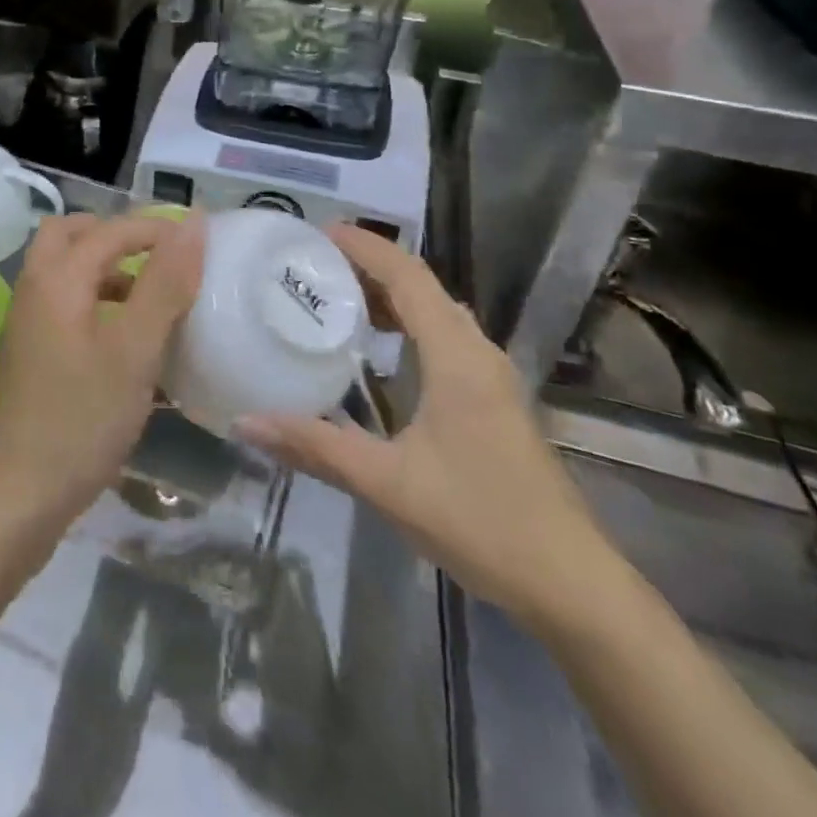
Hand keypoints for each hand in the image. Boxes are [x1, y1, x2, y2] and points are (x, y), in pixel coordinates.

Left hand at [0, 213, 203, 540]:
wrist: (9, 501)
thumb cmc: (78, 421)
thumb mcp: (134, 351)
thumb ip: (164, 283)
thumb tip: (193, 223)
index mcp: (56, 279)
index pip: (109, 229)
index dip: (156, 228)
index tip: (199, 244)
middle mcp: (33, 290)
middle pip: (69, 235)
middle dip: (115, 236)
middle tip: (158, 258)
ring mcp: (23, 325)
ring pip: (63, 272)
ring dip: (104, 269)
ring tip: (148, 298)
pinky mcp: (26, 357)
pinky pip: (61, 306)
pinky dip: (93, 303)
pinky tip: (123, 343)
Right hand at [236, 226, 621, 631]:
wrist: (571, 584)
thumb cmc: (481, 521)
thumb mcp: (386, 483)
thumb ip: (315, 447)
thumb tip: (245, 424)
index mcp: (456, 357)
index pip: (408, 277)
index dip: (366, 247)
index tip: (319, 232)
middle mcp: (477, 353)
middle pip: (423, 287)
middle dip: (371, 266)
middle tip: (316, 265)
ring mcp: (491, 377)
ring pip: (437, 313)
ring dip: (392, 295)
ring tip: (339, 297)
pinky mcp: (494, 400)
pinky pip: (445, 338)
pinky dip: (409, 325)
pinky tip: (381, 352)